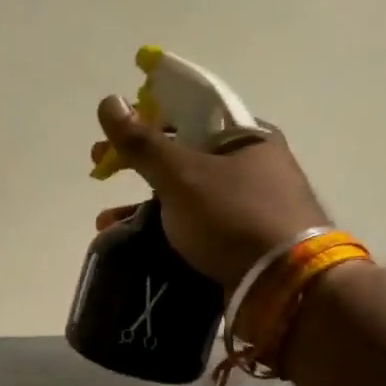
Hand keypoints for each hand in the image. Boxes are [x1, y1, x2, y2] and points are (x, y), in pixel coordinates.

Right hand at [92, 95, 331, 289]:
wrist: (284, 285)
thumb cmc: (233, 216)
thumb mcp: (181, 175)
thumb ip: (142, 142)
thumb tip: (108, 100)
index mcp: (246, 136)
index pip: (188, 114)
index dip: (145, 121)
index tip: (110, 137)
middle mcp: (253, 165)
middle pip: (183, 155)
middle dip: (137, 166)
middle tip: (100, 172)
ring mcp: (250, 205)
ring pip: (185, 194)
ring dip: (143, 204)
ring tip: (106, 222)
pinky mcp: (244, 240)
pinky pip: (194, 224)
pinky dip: (163, 228)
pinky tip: (135, 242)